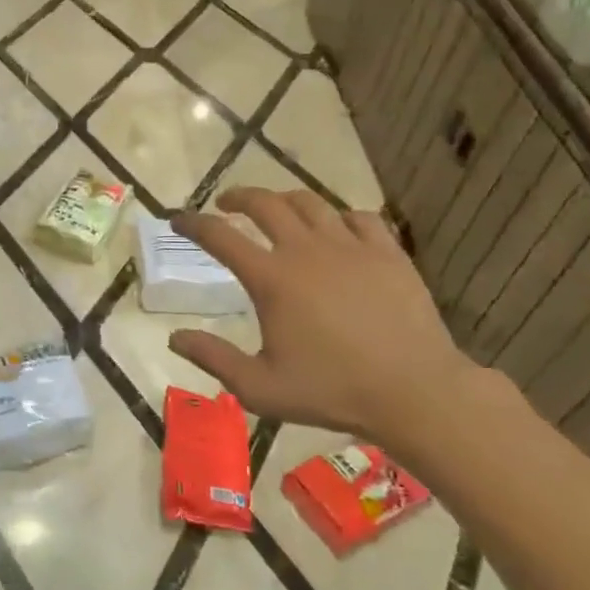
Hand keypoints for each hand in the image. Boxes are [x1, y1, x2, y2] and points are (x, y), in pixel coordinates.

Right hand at [168, 188, 475, 451]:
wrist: (415, 392)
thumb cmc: (332, 391)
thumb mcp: (260, 388)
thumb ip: (214, 359)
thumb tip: (174, 337)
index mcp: (271, 278)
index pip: (220, 236)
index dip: (193, 223)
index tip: (178, 218)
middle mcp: (306, 250)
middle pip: (265, 203)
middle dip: (238, 197)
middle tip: (226, 203)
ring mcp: (351, 246)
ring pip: (310, 203)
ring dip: (284, 200)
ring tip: (276, 208)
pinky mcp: (387, 252)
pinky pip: (359, 217)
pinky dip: (339, 216)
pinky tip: (337, 228)